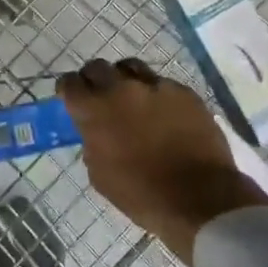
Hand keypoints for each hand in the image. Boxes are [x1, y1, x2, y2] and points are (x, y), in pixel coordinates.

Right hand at [58, 59, 267, 265]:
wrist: (199, 199)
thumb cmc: (141, 194)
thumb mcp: (100, 174)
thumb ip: (92, 142)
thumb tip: (95, 131)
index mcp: (95, 111)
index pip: (69, 83)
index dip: (68, 90)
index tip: (72, 99)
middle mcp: (121, 89)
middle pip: (98, 67)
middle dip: (94, 80)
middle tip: (99, 97)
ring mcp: (156, 87)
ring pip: (131, 67)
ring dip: (124, 79)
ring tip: (131, 97)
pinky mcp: (184, 92)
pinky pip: (162, 84)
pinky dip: (155, 94)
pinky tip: (162, 113)